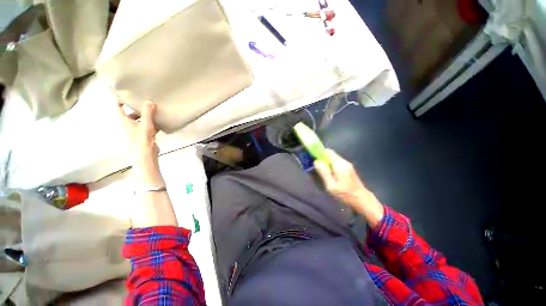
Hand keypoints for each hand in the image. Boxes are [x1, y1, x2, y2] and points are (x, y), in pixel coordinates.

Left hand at [118, 101, 163, 185]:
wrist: (146, 154)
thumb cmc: (142, 139)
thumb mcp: (145, 124)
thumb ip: (147, 113)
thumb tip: (149, 101)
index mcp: (125, 121)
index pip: (119, 108)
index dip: (121, 100)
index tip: (127, 93)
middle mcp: (130, 125)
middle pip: (131, 113)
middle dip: (137, 107)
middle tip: (145, 99)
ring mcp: (138, 130)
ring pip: (142, 120)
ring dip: (147, 115)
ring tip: (155, 108)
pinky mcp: (146, 135)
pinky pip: (149, 126)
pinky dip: (154, 123)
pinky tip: (161, 121)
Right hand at [314, 149, 383, 226]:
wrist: (362, 200)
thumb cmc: (345, 194)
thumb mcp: (331, 185)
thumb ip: (324, 172)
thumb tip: (316, 161)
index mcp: (339, 164)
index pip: (328, 152)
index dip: (320, 153)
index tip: (313, 158)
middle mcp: (344, 162)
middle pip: (331, 154)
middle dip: (322, 158)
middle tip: (317, 167)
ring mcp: (348, 165)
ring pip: (334, 159)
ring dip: (327, 162)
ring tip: (322, 172)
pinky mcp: (349, 168)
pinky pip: (337, 163)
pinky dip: (331, 165)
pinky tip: (330, 174)